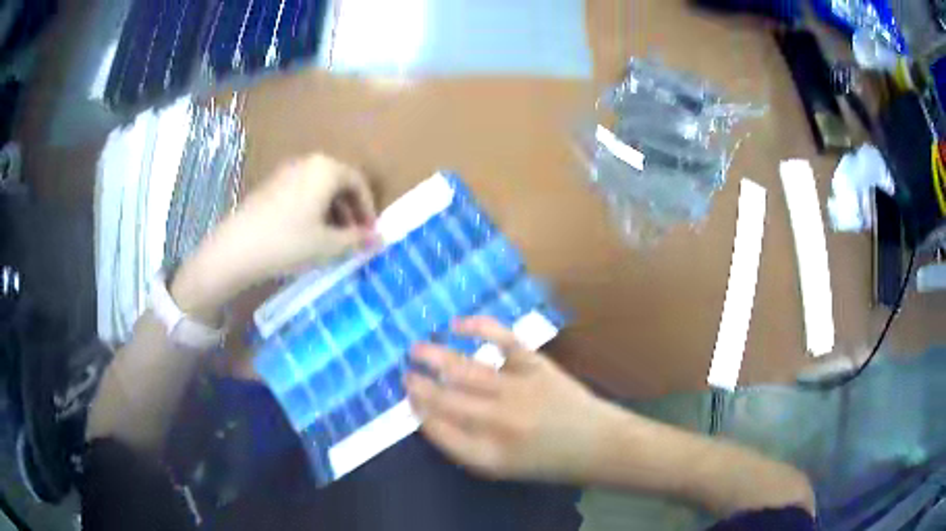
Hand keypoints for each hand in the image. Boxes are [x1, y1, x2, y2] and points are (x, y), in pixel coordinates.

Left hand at [172, 154, 376, 320]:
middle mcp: (308, 162)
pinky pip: (301, 191)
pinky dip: (312, 209)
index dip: (368, 209)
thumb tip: (379, 239)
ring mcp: (286, 171)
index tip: (369, 233)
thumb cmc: (288, 242)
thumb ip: (357, 240)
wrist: (236, 248)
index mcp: (326, 168)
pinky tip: (306, 233)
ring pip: (319, 187)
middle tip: (353, 237)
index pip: (358, 182)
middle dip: (350, 210)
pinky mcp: (270, 184)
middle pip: (338, 182)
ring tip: (331, 238)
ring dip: (332, 211)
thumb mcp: (328, 245)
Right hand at [405, 317, 623, 482]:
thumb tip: (431, 416)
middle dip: (419, 386)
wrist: (595, 443)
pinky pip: (502, 340)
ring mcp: (516, 390)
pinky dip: (478, 327)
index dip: (418, 412)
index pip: (437, 430)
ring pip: (463, 370)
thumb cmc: (546, 460)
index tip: (408, 399)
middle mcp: (497, 424)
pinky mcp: (535, 365)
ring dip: (434, 357)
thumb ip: (464, 446)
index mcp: (487, 456)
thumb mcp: (501, 467)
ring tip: (415, 350)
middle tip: (405, 375)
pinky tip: (456, 325)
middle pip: (444, 400)